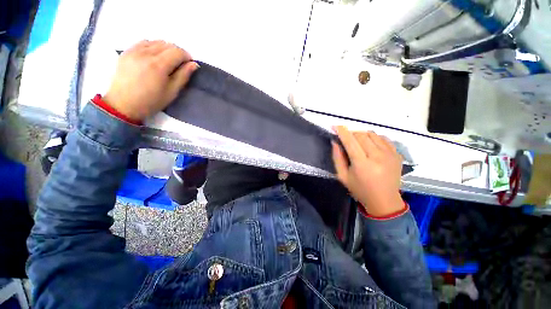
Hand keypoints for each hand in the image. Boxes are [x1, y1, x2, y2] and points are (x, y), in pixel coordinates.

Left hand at [103, 40, 198, 121]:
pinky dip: (153, 47)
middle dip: (177, 52)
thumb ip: (183, 76)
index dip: (187, 56)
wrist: (123, 104)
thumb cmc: (151, 101)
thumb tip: (193, 64)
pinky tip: (154, 57)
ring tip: (167, 61)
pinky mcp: (127, 52)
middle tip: (179, 64)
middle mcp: (146, 53)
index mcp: (158, 65)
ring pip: (156, 42)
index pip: (177, 51)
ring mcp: (134, 51)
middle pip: (167, 44)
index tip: (189, 64)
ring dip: (165, 49)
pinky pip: (144, 42)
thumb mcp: (172, 92)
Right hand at [332, 126, 404, 216]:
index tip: (335, 126)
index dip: (342, 132)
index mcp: (363, 164)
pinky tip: (369, 145)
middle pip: (361, 135)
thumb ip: (337, 158)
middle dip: (351, 133)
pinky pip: (383, 138)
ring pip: (372, 134)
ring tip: (356, 142)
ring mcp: (390, 154)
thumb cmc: (360, 190)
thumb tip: (335, 142)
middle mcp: (378, 157)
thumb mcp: (343, 176)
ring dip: (361, 135)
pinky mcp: (397, 154)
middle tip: (345, 138)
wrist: (384, 201)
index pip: (351, 142)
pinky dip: (373, 138)